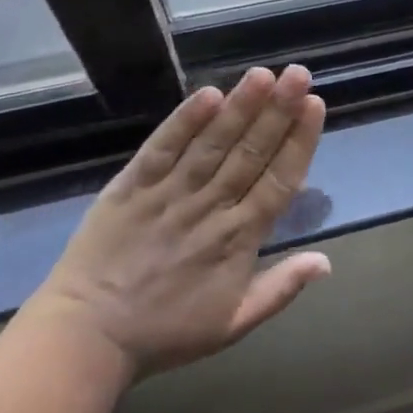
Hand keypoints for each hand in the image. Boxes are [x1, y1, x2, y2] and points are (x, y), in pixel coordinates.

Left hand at [28, 65, 330, 376]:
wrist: (86, 339)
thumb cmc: (165, 332)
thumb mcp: (233, 324)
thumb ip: (281, 289)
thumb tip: (326, 261)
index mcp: (239, 239)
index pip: (278, 179)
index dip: (299, 141)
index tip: (315, 105)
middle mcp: (210, 207)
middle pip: (251, 152)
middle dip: (279, 110)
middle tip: (299, 74)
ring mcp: (170, 193)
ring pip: (213, 143)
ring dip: (240, 106)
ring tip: (263, 74)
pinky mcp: (132, 186)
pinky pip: (163, 148)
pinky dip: (185, 121)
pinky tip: (208, 94)